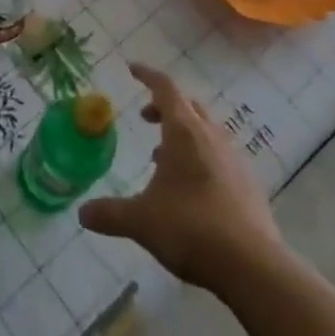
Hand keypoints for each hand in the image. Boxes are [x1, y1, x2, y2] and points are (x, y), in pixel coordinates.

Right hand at [78, 63, 284, 290]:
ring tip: (164, 159)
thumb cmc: (190, 228)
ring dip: (184, 135)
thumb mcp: (141, 221)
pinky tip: (192, 189)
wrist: (253, 266)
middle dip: (165, 107)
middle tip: (146, 119)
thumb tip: (82, 213)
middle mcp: (211, 136)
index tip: (132, 69)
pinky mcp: (249, 184)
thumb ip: (110, 214)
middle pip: (188, 106)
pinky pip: (221, 156)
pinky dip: (202, 158)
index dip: (147, 75)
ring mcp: (234, 159)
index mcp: (183, 132)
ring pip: (206, 131)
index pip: (165, 88)